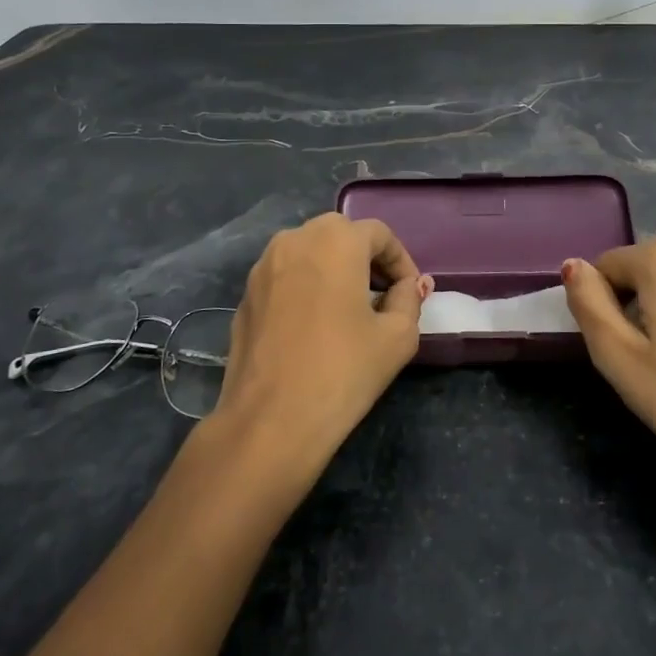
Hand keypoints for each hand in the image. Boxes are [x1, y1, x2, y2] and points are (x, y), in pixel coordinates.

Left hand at [209, 212, 430, 474]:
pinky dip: (306, 286)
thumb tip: (408, 286)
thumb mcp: (397, 337)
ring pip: (309, 252)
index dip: (400, 260)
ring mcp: (263, 265)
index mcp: (336, 240)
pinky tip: (314, 326)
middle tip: (382, 296)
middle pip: (340, 235)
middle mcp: (296, 239)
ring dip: (333, 269)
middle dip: (366, 259)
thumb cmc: (342, 371)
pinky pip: (286, 276)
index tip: (410, 292)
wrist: (269, 421)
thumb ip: (409, 300)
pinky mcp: (245, 294)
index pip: (379, 234)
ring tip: (349, 309)